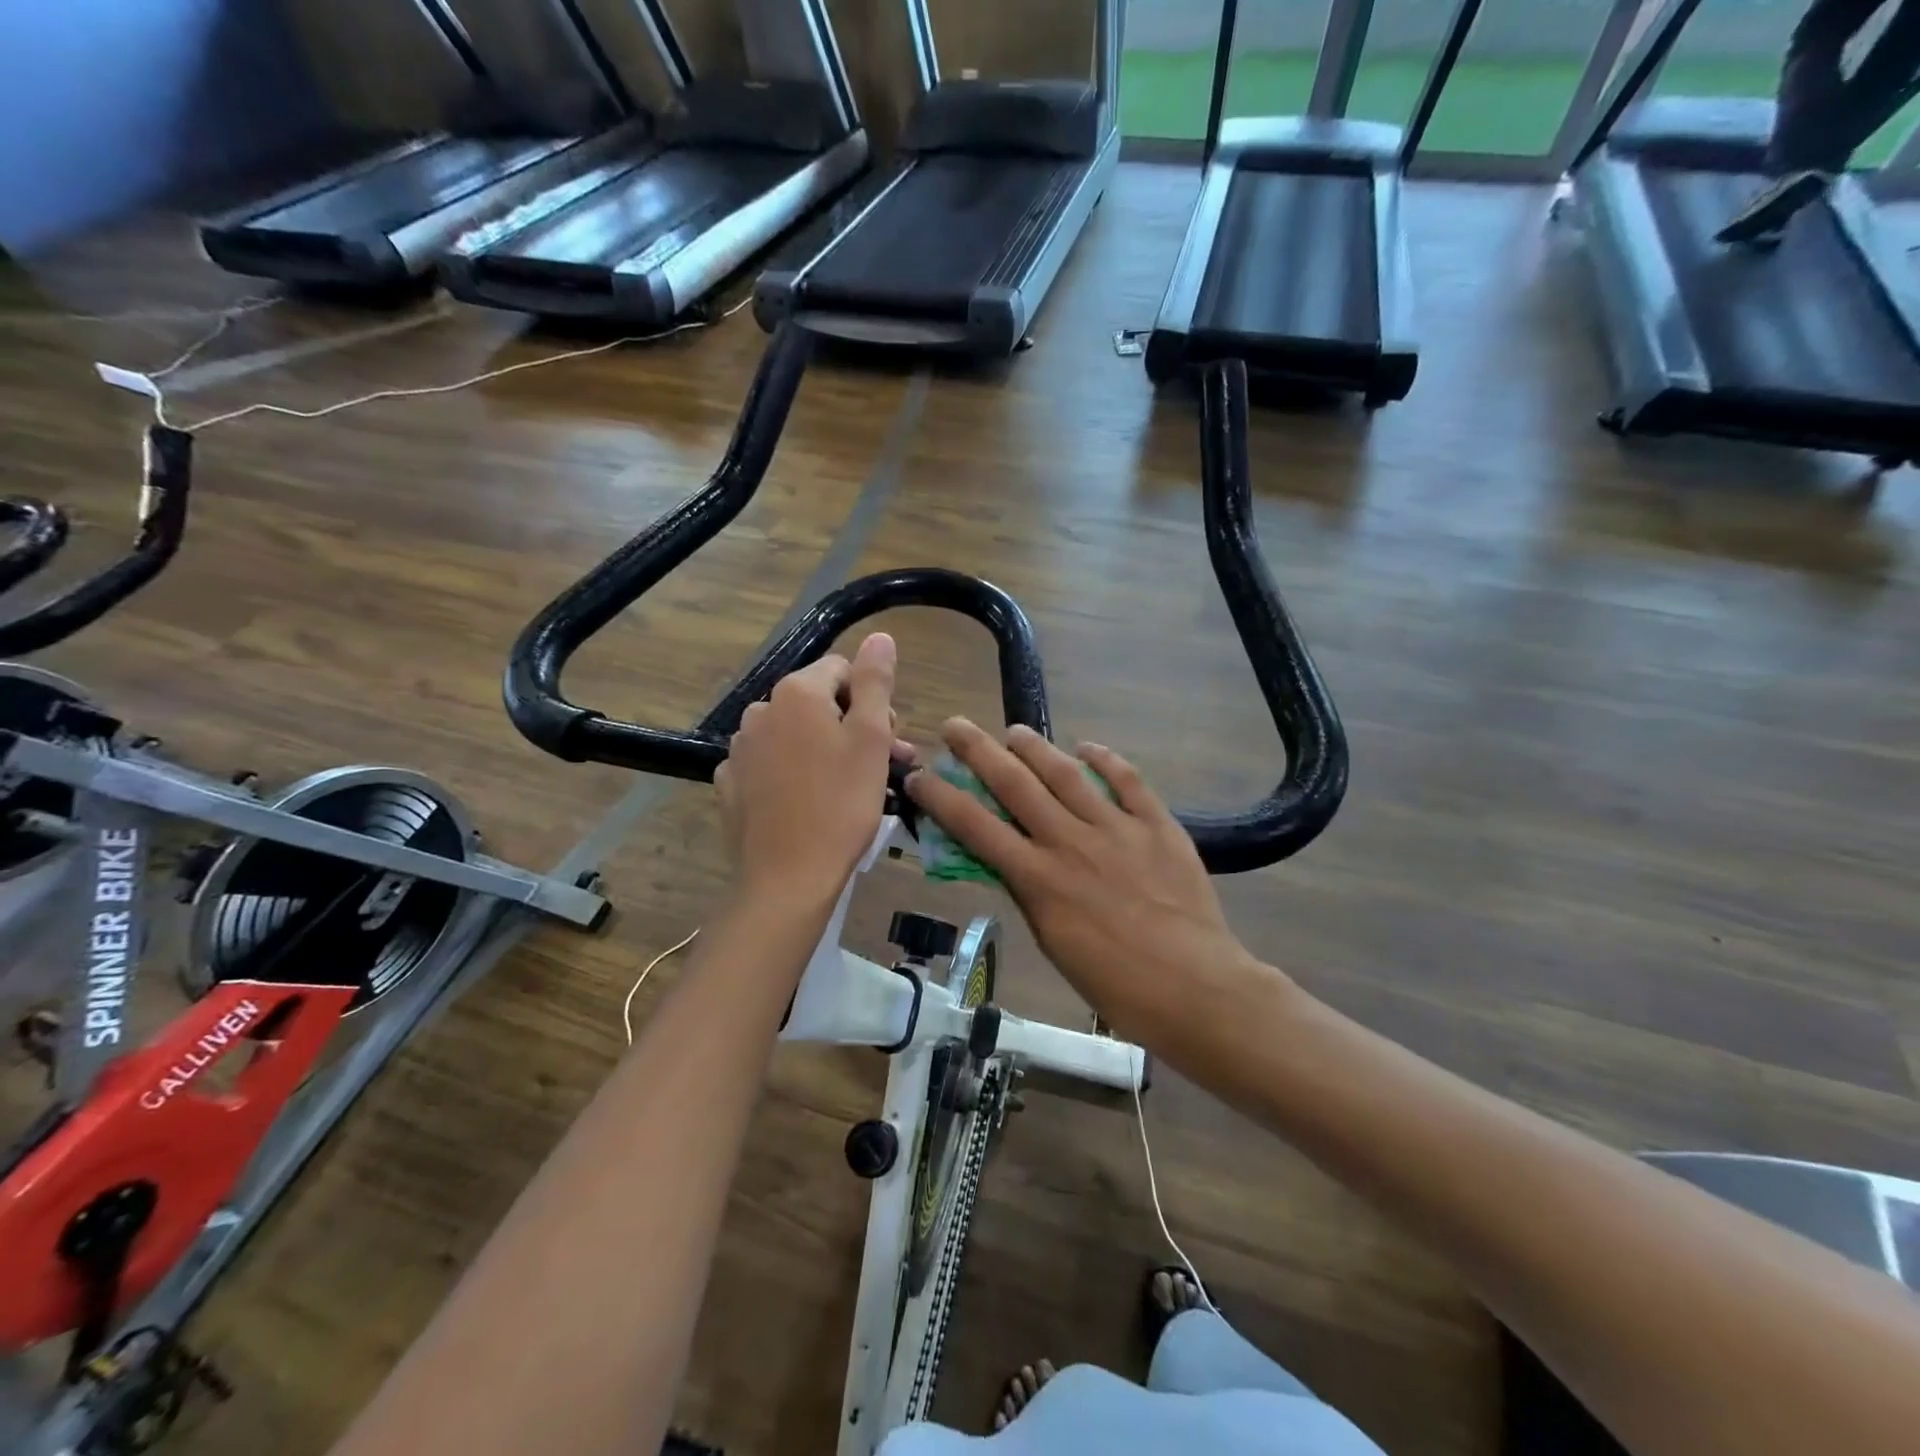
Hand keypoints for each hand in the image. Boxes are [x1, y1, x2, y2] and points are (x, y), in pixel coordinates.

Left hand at [715, 633, 907, 903]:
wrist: (787, 878)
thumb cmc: (841, 805)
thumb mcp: (871, 739)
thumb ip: (875, 681)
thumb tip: (879, 636)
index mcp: (796, 693)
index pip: (843, 670)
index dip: (872, 700)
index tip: (888, 740)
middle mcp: (760, 710)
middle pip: (818, 702)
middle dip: (853, 726)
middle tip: (883, 766)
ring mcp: (740, 749)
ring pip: (795, 735)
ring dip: (825, 750)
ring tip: (849, 788)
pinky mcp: (731, 784)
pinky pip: (771, 764)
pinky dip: (792, 773)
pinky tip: (808, 803)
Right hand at [904, 719, 1269, 1039]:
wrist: (1193, 987)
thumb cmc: (1115, 983)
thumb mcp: (1053, 942)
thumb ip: (1028, 893)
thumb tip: (1008, 858)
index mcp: (1039, 878)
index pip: (976, 826)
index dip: (942, 797)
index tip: (919, 775)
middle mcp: (1070, 842)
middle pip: (1015, 785)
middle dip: (979, 750)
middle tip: (956, 724)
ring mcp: (1116, 828)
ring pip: (1067, 774)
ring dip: (1035, 748)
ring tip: (1015, 731)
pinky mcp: (1157, 825)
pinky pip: (1128, 780)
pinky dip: (1105, 759)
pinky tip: (1087, 748)